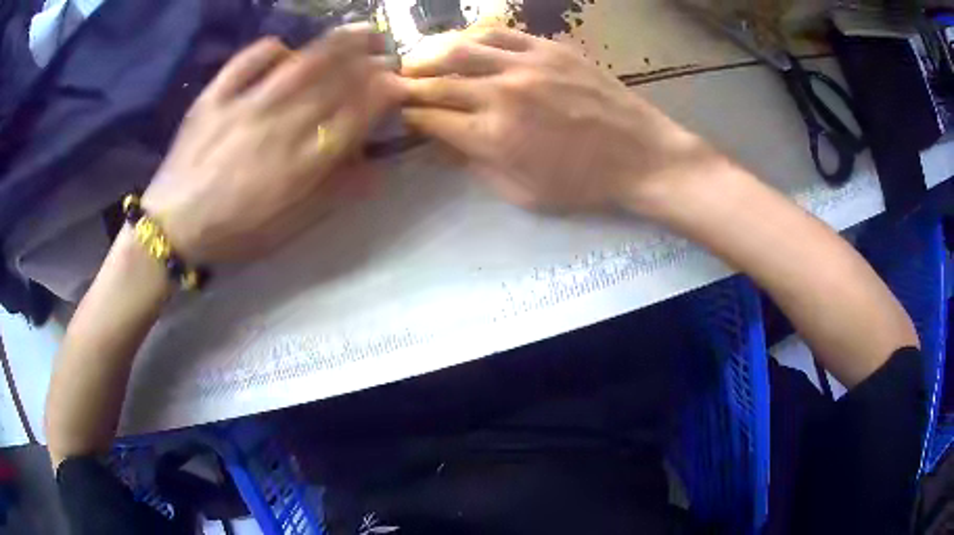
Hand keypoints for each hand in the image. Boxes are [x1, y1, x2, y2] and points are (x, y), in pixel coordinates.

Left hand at [142, 24, 403, 263]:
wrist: (171, 228)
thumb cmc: (233, 232)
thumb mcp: (288, 228)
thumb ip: (333, 194)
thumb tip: (375, 166)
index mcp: (299, 166)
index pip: (354, 116)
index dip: (383, 94)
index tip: (399, 83)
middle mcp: (277, 128)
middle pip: (334, 82)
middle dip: (370, 62)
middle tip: (388, 52)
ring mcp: (243, 107)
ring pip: (301, 63)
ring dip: (338, 43)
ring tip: (361, 31)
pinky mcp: (214, 97)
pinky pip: (248, 60)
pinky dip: (271, 48)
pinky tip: (285, 48)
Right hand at [400, 28, 719, 212]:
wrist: (641, 156)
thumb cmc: (583, 183)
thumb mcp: (523, 192)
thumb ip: (475, 166)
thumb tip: (442, 144)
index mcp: (492, 136)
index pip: (430, 118)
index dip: (408, 116)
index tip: (400, 116)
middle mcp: (501, 93)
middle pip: (436, 81)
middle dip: (408, 84)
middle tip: (395, 85)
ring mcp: (526, 64)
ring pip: (460, 47)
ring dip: (430, 53)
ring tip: (418, 60)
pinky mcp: (549, 48)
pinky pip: (498, 33)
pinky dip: (471, 36)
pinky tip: (462, 43)